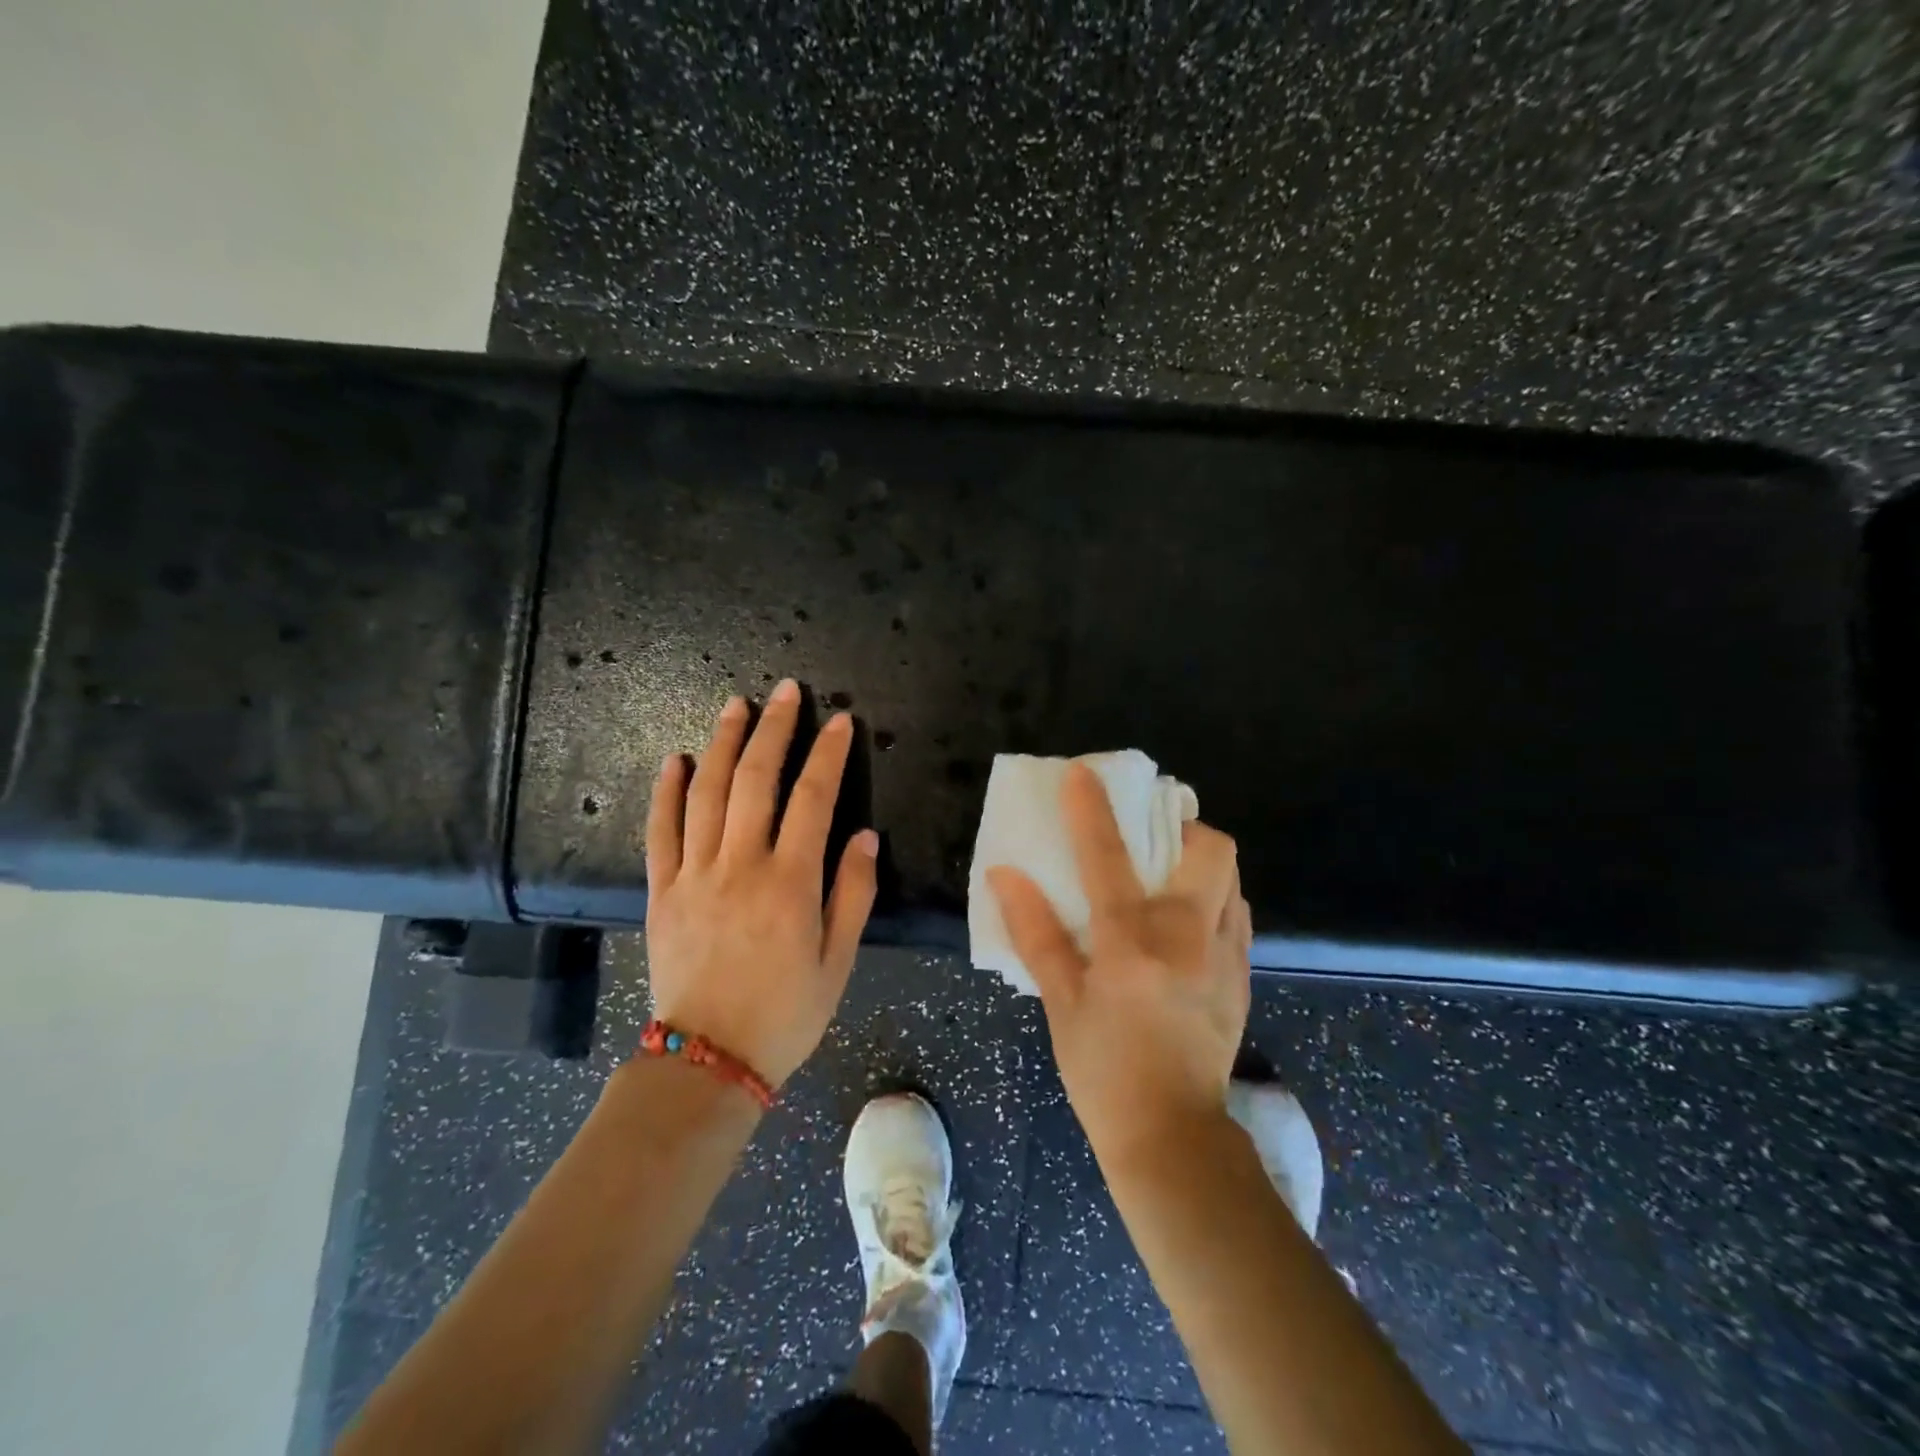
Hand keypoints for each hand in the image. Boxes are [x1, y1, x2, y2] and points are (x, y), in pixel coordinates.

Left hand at [644, 680, 878, 1087]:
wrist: (708, 1061)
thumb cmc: (786, 1013)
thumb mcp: (839, 962)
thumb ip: (853, 894)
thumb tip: (863, 835)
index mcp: (790, 883)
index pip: (813, 799)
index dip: (828, 755)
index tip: (840, 722)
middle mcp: (740, 866)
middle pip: (756, 780)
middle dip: (774, 730)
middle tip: (786, 693)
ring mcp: (694, 875)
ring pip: (706, 793)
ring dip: (722, 743)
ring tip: (736, 705)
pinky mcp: (661, 891)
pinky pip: (660, 831)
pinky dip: (666, 791)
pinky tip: (674, 759)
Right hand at [987, 761, 1251, 1157]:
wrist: (1172, 1135)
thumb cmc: (1102, 1070)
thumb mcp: (1059, 1003)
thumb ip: (1036, 933)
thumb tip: (1005, 875)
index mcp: (1131, 944)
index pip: (1107, 858)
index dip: (1090, 809)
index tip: (1082, 773)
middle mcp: (1187, 938)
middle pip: (1209, 850)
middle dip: (1184, 825)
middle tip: (1153, 833)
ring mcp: (1224, 956)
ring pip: (1232, 877)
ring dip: (1202, 861)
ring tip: (1170, 873)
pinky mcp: (1243, 976)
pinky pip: (1238, 915)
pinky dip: (1216, 899)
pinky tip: (1188, 921)